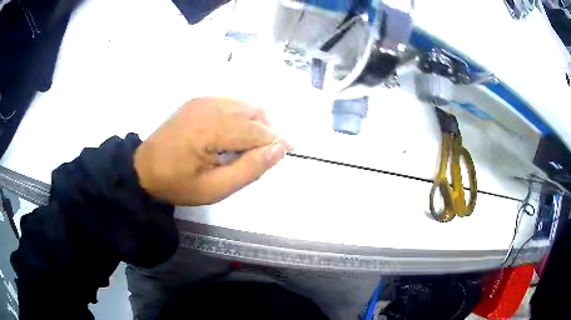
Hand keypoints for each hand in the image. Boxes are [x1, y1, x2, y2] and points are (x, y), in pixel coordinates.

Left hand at [134, 97, 291, 205]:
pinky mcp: (198, 100)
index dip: (275, 141)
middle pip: (254, 111)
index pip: (256, 130)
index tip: (287, 152)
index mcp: (211, 128)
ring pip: (244, 104)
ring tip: (246, 146)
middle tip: (260, 155)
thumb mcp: (215, 188)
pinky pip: (231, 102)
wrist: (144, 169)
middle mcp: (209, 106)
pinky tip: (231, 134)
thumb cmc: (177, 183)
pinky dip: (240, 116)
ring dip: (254, 122)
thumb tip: (279, 149)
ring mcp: (202, 100)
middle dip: (266, 131)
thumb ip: (250, 169)